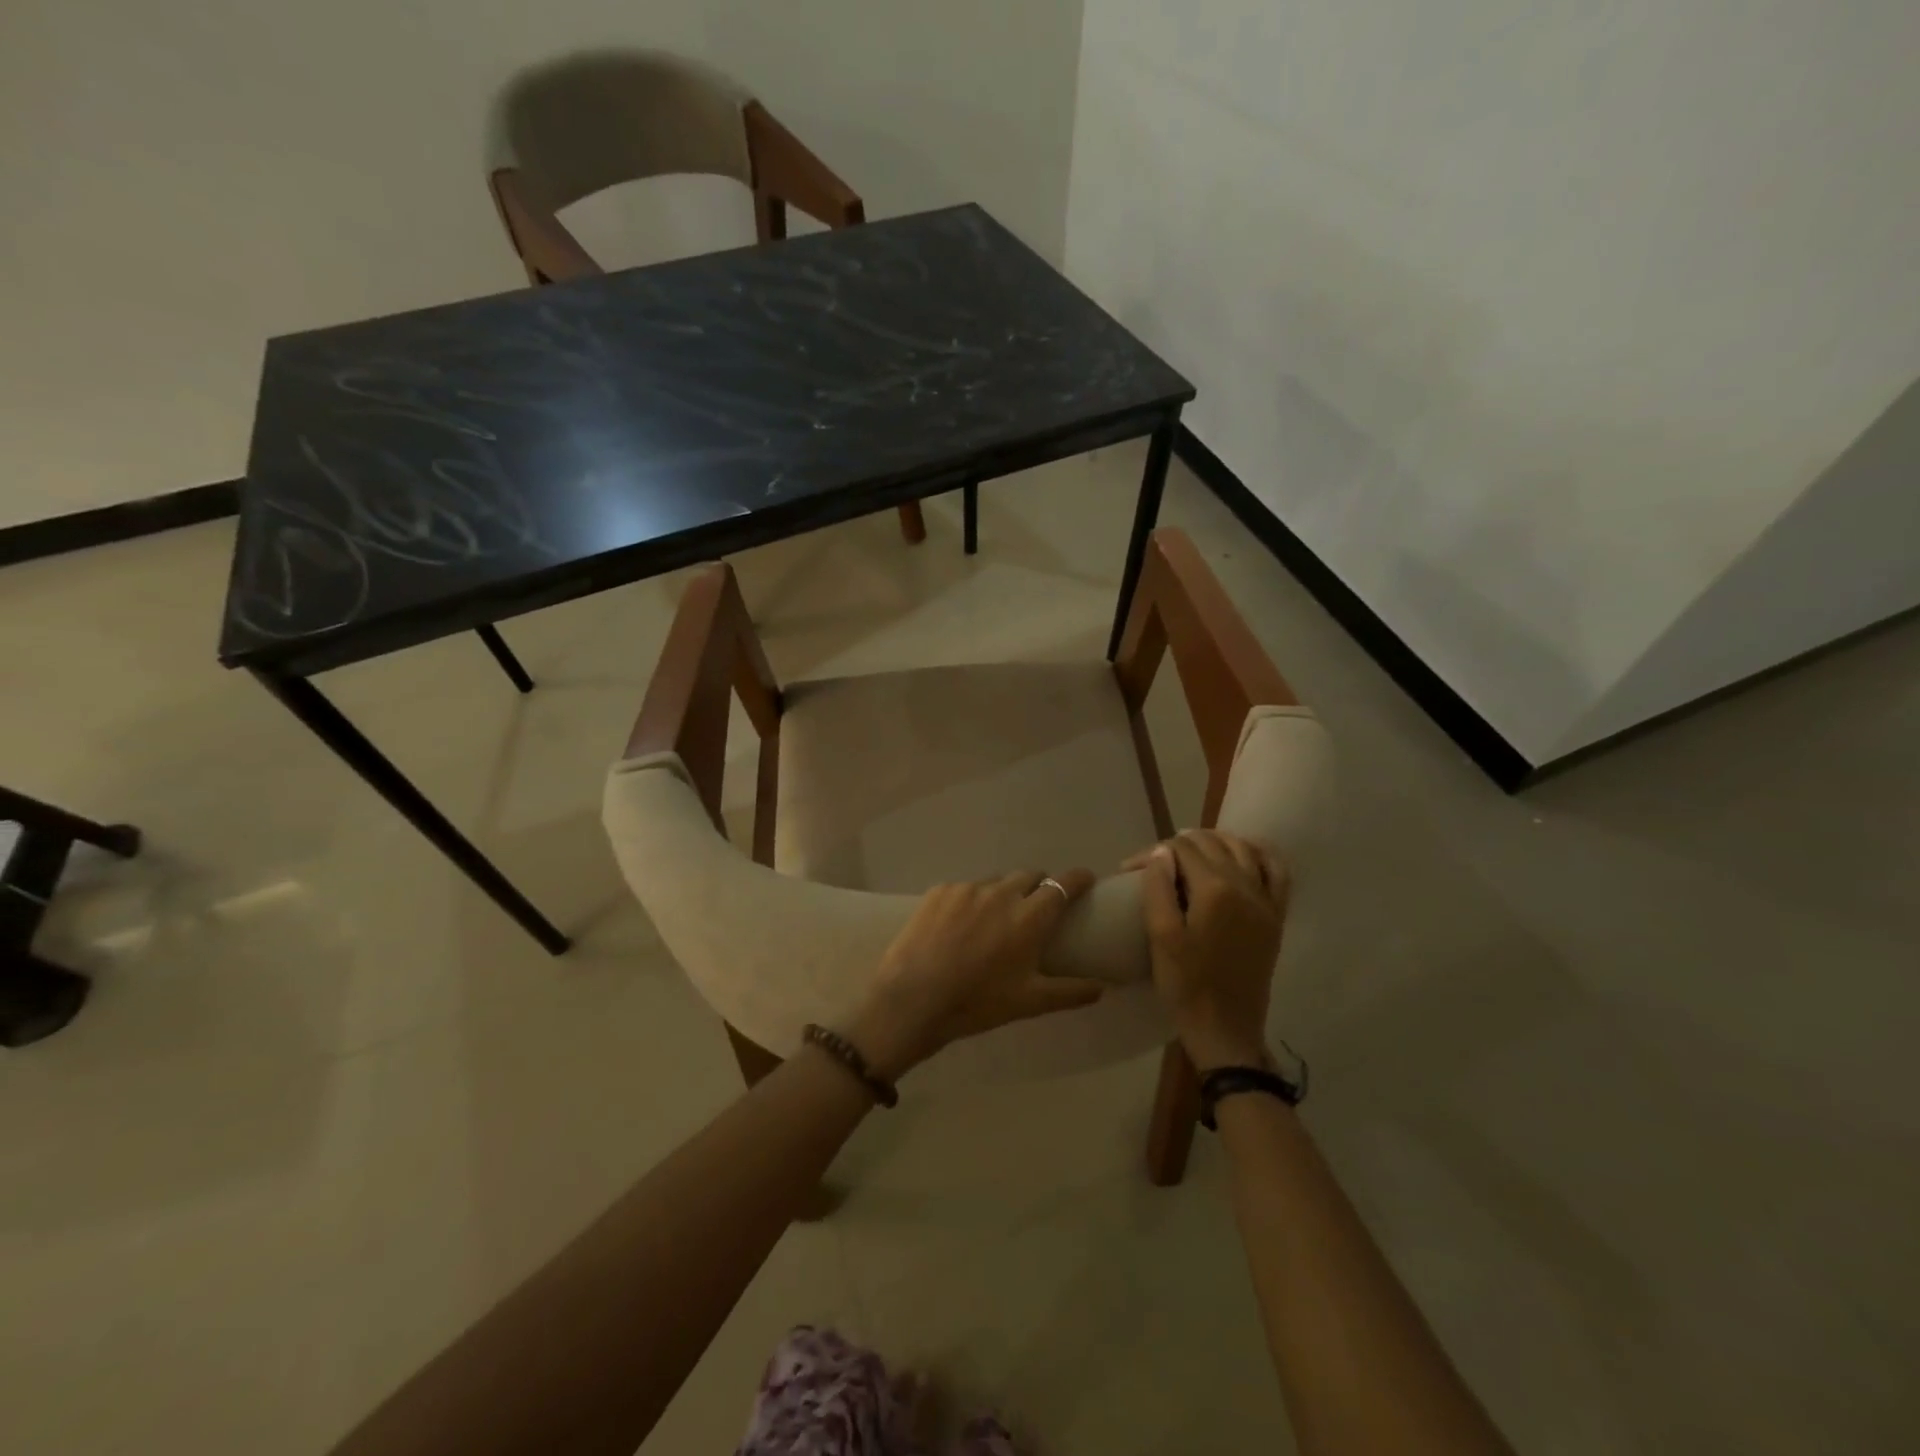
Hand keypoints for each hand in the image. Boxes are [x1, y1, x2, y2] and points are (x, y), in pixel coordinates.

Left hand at [846, 870, 1104, 1079]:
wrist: (913, 998)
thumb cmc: (977, 1002)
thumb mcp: (1029, 1002)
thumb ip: (1069, 992)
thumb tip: (1103, 989)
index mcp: (1029, 916)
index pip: (1063, 884)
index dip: (1078, 879)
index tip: (1085, 880)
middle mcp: (1002, 893)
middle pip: (1029, 876)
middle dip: (1038, 887)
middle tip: (1035, 908)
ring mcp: (967, 888)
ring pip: (995, 882)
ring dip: (1003, 894)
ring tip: (994, 919)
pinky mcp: (939, 890)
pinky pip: (964, 889)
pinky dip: (971, 901)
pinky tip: (960, 924)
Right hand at [1124, 830, 1288, 1071]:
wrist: (1225, 1029)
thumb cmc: (1185, 985)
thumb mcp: (1161, 936)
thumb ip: (1158, 888)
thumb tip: (1162, 852)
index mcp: (1214, 890)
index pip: (1182, 849)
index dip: (1154, 853)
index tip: (1131, 869)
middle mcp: (1245, 887)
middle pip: (1212, 844)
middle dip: (1181, 844)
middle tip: (1156, 862)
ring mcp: (1265, 902)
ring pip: (1244, 849)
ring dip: (1217, 841)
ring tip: (1192, 848)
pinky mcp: (1275, 917)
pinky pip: (1277, 872)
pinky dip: (1260, 854)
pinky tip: (1244, 853)